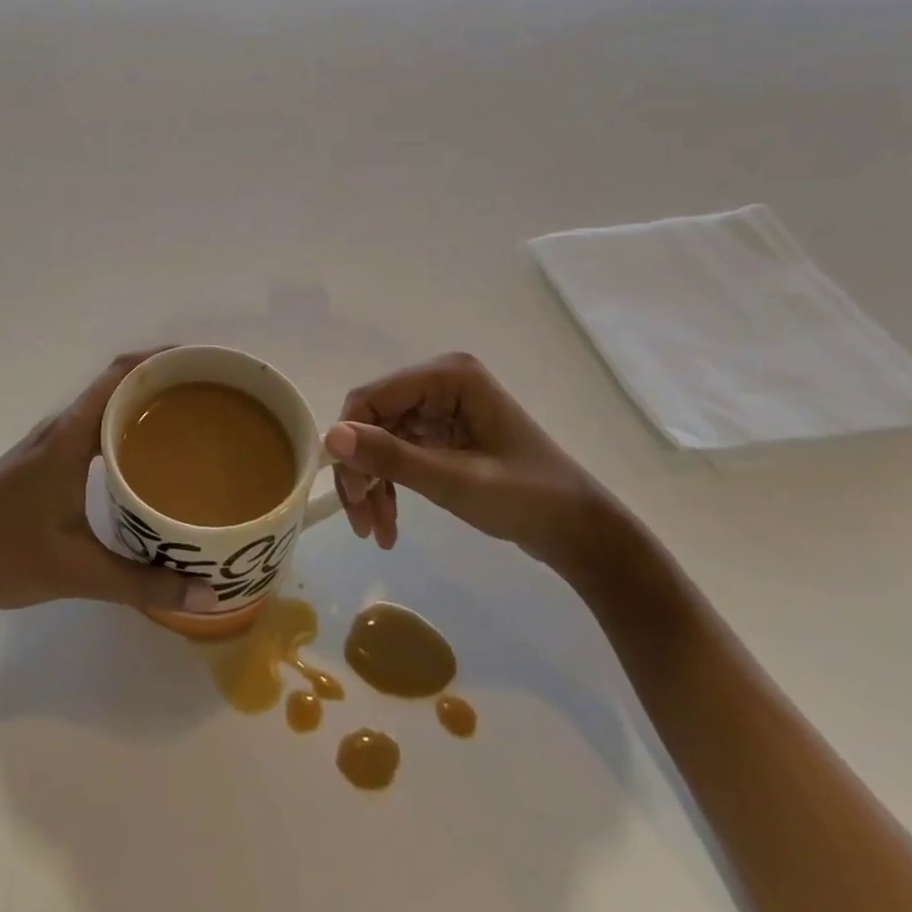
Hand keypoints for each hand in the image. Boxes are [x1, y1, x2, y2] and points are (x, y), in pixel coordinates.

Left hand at [0, 352, 221, 627]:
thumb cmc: (5, 557)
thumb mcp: (80, 573)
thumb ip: (144, 583)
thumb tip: (208, 594)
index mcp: (68, 436)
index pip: (120, 376)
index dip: (161, 360)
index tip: (203, 363)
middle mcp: (60, 428)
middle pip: (117, 384)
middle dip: (162, 381)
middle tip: (211, 396)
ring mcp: (48, 443)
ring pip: (103, 407)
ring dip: (142, 404)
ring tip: (189, 421)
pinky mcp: (42, 461)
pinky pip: (92, 428)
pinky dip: (122, 428)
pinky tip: (143, 459)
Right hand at [327, 352, 612, 570]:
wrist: (583, 535)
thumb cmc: (528, 501)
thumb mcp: (455, 482)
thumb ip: (391, 457)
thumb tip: (328, 437)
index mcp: (447, 376)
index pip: (371, 399)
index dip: (350, 443)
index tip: (348, 495)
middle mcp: (439, 382)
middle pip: (372, 420)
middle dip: (362, 472)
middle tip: (361, 522)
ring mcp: (441, 406)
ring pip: (380, 439)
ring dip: (372, 484)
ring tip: (375, 531)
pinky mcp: (443, 431)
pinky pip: (399, 452)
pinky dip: (390, 486)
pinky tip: (389, 523)